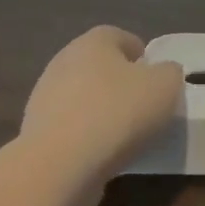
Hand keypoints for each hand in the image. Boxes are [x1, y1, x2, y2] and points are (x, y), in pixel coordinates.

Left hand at [21, 25, 184, 173]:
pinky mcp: (35, 134)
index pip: (121, 37)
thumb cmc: (118, 113)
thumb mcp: (166, 86)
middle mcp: (63, 62)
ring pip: (83, 99)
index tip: (157, 81)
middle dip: (121, 84)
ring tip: (125, 138)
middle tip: (144, 107)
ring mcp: (44, 99)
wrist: (60, 167)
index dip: (142, 56)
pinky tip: (102, 156)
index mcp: (93, 42)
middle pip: (100, 68)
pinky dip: (86, 139)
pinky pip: (70, 129)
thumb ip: (169, 73)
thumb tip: (162, 74)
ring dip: (102, 113)